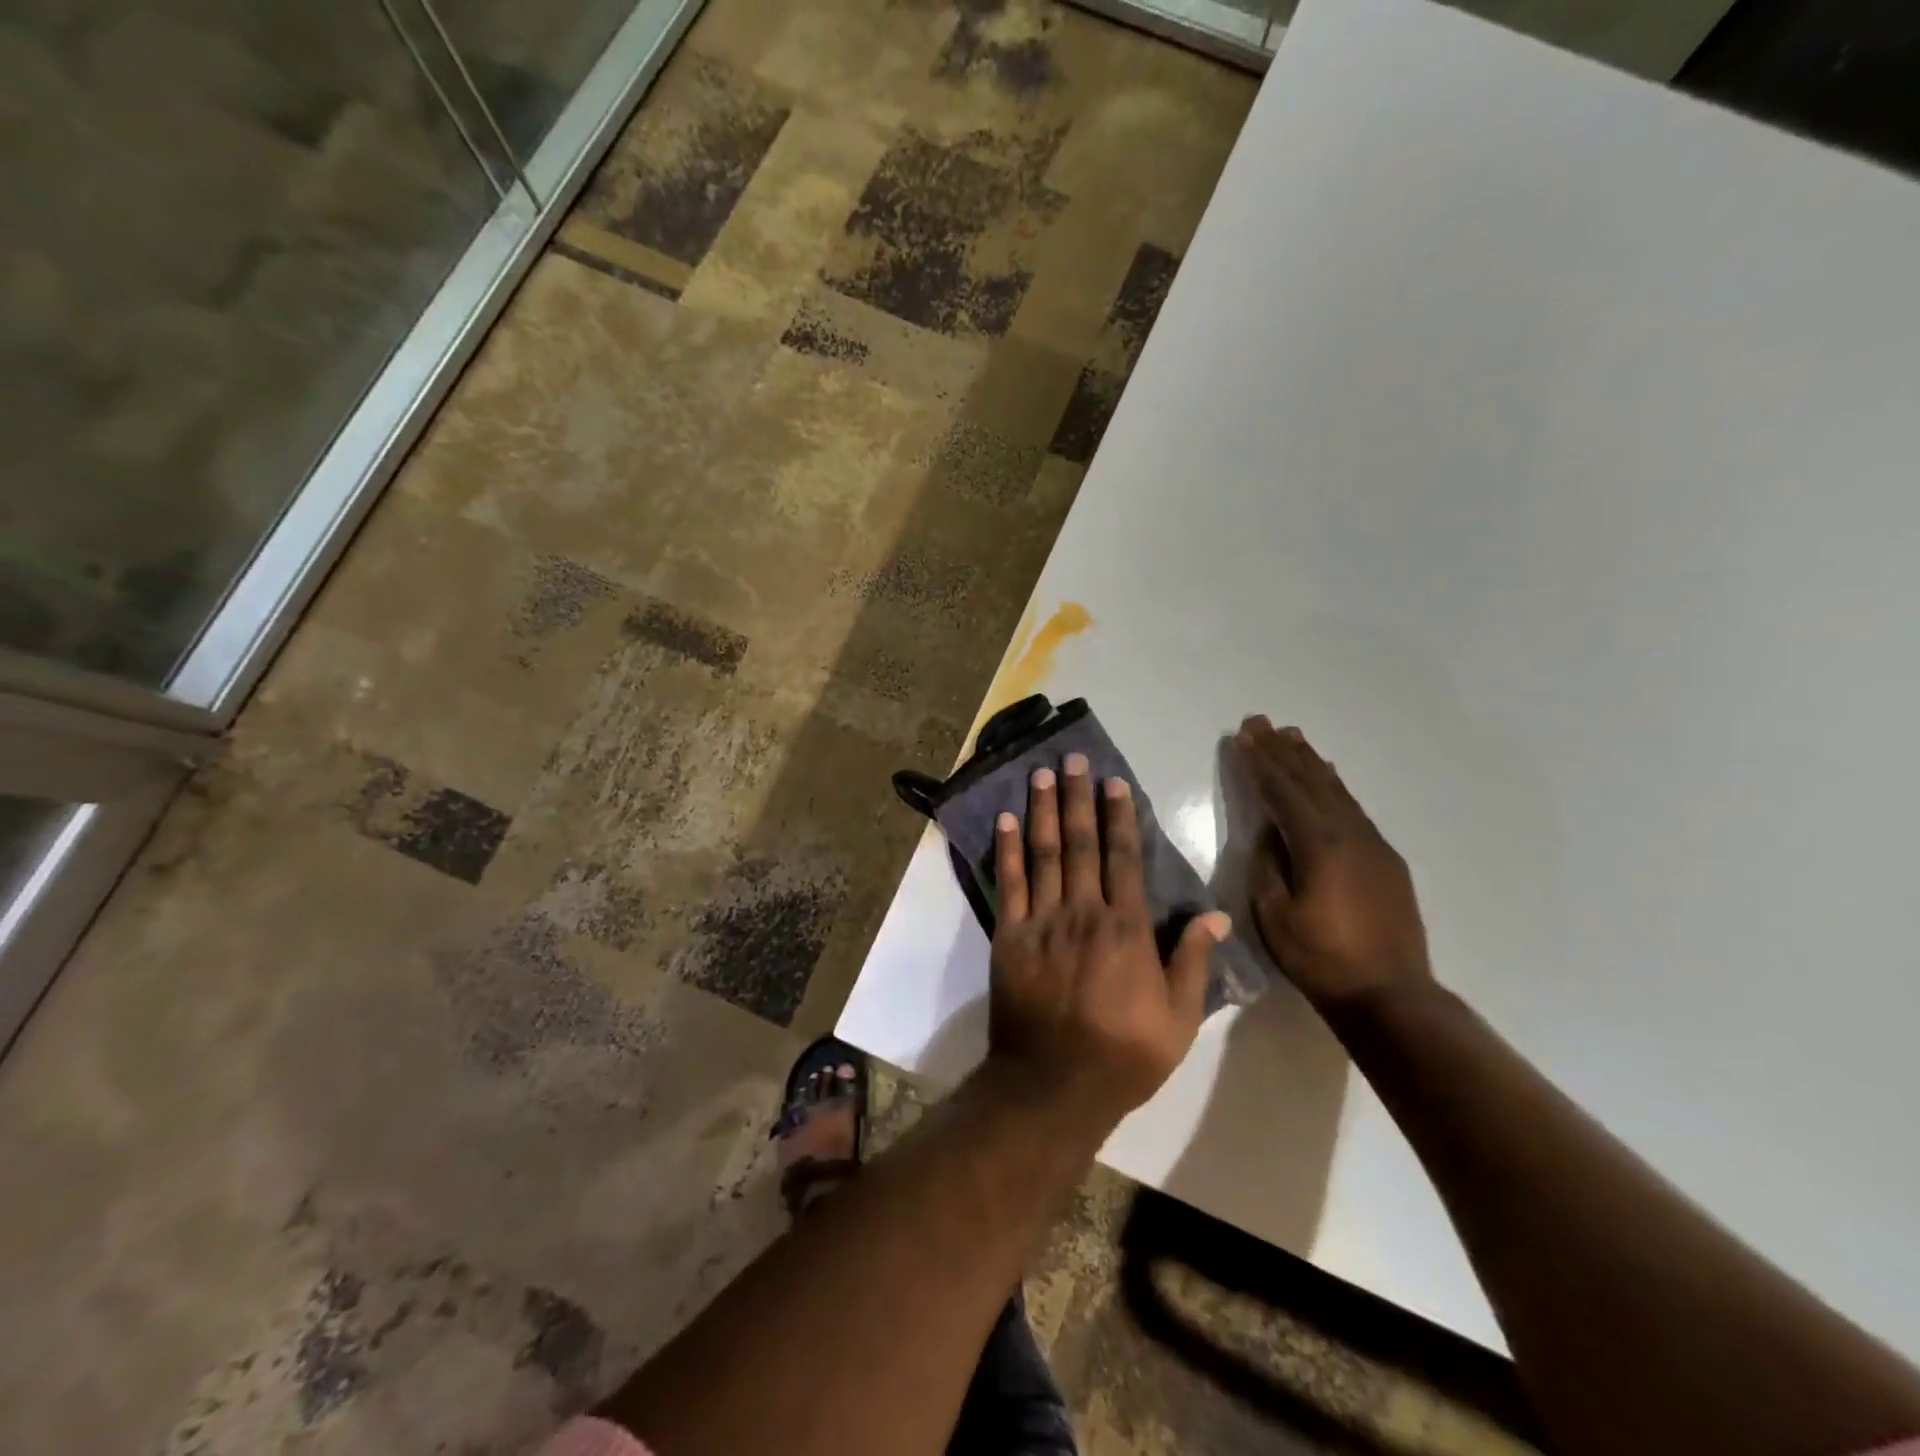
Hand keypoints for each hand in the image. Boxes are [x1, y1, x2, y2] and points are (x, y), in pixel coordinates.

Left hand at [987, 752, 1229, 1127]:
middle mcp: (1084, 911)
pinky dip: (1006, 850)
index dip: (1118, 815)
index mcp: (1127, 927)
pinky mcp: (1009, 936)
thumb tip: (1216, 915)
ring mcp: (1042, 921)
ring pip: (1044, 853)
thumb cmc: (1124, 1054)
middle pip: (1081, 843)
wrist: (1054, 1084)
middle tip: (1071, 759)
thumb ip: (1194, 961)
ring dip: (1042, 810)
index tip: (1112, 781)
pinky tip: (1004, 820)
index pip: (1123, 857)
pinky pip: (1009, 884)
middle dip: (1077, 797)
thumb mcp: (1179, 1018)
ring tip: (1040, 774)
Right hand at [1235, 717, 1432, 1012]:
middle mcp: (1350, 834)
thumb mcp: (1275, 915)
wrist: (1390, 995)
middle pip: (1312, 782)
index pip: (1283, 792)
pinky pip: (1353, 809)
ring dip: (1311, 762)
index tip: (1244, 736)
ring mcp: (1372, 845)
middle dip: (1283, 751)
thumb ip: (1268, 866)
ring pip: (1336, 791)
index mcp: (1320, 845)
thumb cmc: (1321, 958)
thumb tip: (1269, 834)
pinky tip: (1328, 778)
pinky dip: (1334, 786)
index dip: (1261, 763)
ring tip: (1292, 737)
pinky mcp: (1385, 860)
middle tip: (1262, 722)